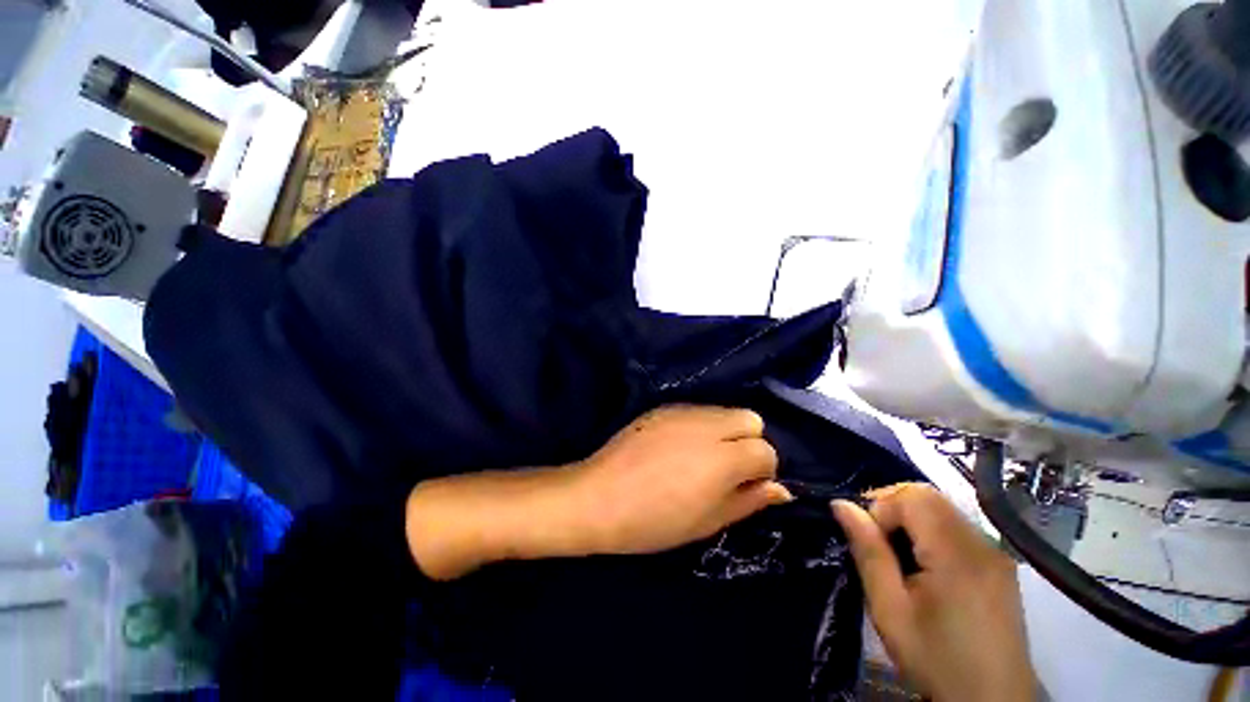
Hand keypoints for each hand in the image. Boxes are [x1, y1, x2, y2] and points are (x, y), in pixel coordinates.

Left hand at [568, 405, 791, 555]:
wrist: (599, 497)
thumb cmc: (655, 521)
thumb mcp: (708, 521)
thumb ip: (748, 500)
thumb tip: (781, 489)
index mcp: (723, 457)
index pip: (766, 450)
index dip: (762, 471)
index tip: (744, 487)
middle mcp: (707, 424)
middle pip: (750, 418)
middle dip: (748, 442)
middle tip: (726, 469)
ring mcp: (682, 412)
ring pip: (723, 411)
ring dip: (724, 431)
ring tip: (700, 458)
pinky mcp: (663, 408)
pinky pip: (696, 410)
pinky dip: (700, 425)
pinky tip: (678, 447)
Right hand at [832, 483, 1035, 701]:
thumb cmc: (936, 660)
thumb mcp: (890, 610)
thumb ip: (868, 552)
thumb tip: (841, 505)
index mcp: (958, 555)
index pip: (912, 496)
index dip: (881, 508)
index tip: (868, 541)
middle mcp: (983, 544)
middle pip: (928, 497)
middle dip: (892, 509)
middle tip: (877, 546)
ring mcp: (996, 552)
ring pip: (941, 509)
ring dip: (910, 521)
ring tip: (898, 558)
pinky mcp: (999, 564)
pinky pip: (956, 527)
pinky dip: (930, 532)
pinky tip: (924, 566)